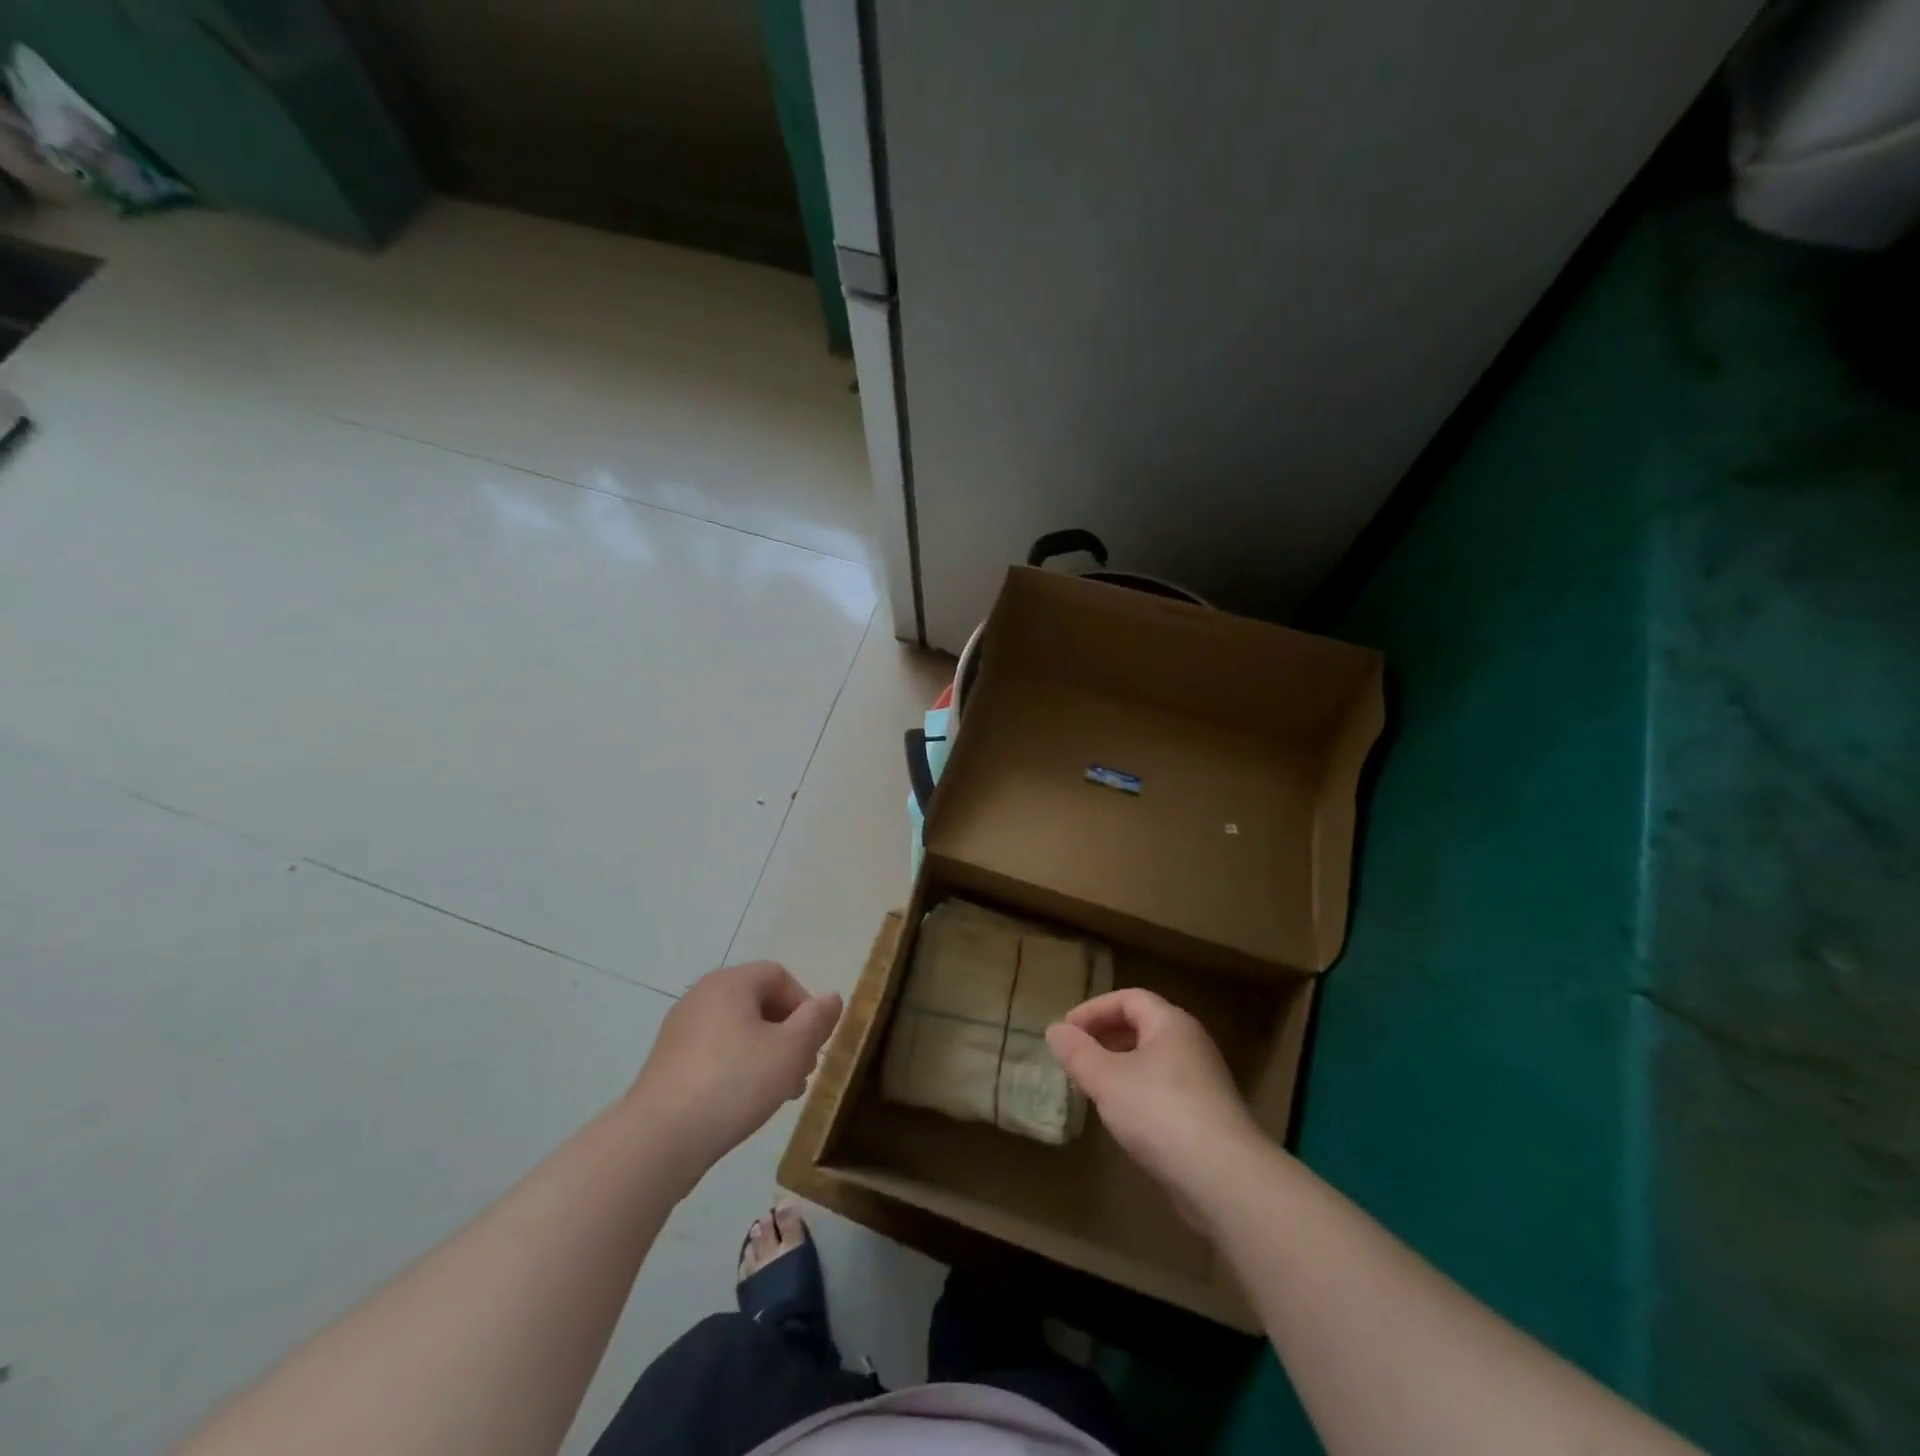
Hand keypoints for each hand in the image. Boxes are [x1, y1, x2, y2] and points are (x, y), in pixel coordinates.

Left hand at [630, 961, 841, 1171]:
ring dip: (766, 1054)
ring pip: (738, 1031)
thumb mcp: (791, 1051)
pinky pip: (715, 1053)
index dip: (805, 1005)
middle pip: (758, 1003)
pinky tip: (745, 1103)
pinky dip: (737, 1068)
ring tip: (780, 1092)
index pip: (779, 976)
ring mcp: (680, 1030)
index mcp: (730, 983)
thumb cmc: (734, 1083)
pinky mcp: (667, 1063)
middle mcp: (701, 996)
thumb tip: (832, 998)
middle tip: (802, 1071)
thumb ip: (817, 1021)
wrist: (659, 1139)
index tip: (814, 1043)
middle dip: (788, 1034)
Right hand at [1047, 988, 1265, 1212]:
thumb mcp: (1107, 1079)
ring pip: (1153, 1060)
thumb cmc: (1160, 1112)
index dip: (1094, 1009)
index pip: (1129, 998)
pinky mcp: (1208, 1116)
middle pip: (1143, 1026)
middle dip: (1106, 1036)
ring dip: (1121, 1066)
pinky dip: (1138, 1092)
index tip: (1067, 1031)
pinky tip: (1124, 1118)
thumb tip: (1055, 1030)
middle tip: (1077, 1056)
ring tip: (1094, 1086)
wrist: (1225, 1178)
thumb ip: (1078, 1053)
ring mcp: (1203, 1081)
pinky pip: (1165, 1089)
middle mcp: (1191, 1044)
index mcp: (1170, 1023)